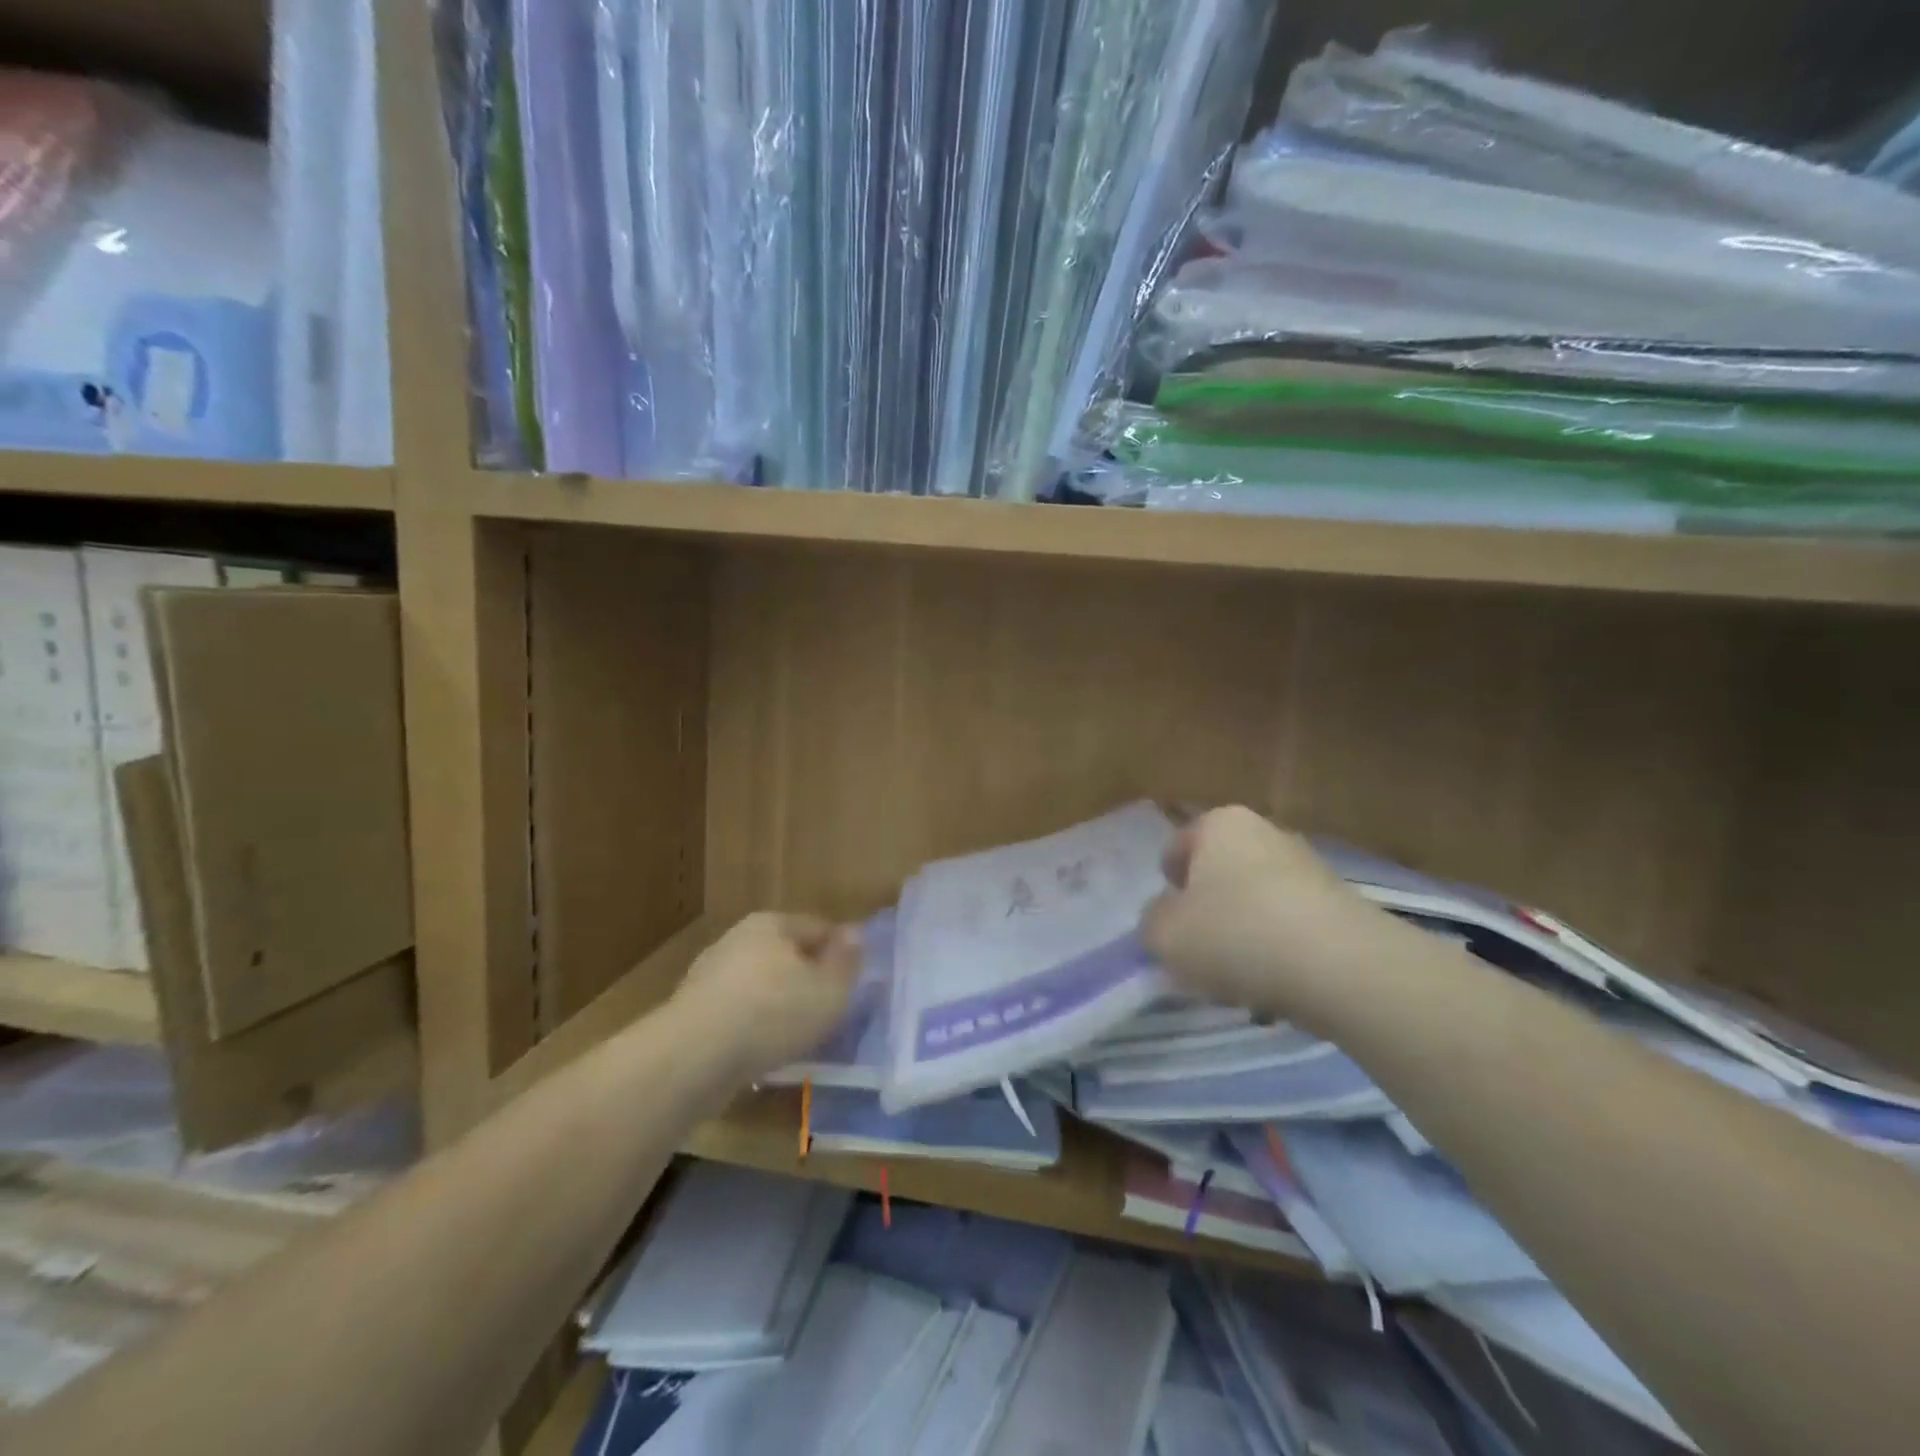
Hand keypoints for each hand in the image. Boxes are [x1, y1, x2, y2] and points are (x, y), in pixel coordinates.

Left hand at [672, 913, 861, 1080]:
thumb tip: (855, 934)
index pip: (819, 928)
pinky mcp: (692, 1012)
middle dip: (808, 979)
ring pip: (760, 986)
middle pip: (787, 955)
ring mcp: (709, 975)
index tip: (854, 983)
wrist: (692, 1058)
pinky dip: (753, 1028)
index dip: (841, 953)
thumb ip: (847, 962)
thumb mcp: (829, 990)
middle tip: (829, 1011)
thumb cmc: (773, 1013)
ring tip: (798, 1038)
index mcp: (772, 923)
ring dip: (778, 1006)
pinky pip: (737, 1014)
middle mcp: (738, 939)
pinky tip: (763, 1052)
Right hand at [1142, 806, 1387, 1028]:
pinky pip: (1292, 928)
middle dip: (1207, 911)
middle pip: (1220, 874)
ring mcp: (1309, 867)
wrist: (1343, 968)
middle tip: (1198, 954)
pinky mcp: (1342, 906)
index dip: (1167, 886)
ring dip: (1243, 935)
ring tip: (1239, 982)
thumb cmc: (1237, 934)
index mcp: (1219, 824)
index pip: (1177, 847)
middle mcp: (1265, 832)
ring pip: (1256, 902)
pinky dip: (1280, 954)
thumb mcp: (1165, 934)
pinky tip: (1278, 990)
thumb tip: (1165, 920)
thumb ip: (1152, 922)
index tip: (1168, 923)